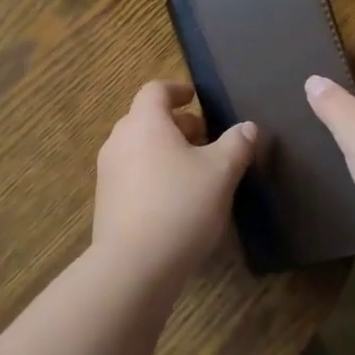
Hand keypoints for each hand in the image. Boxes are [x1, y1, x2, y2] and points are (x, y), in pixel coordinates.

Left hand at [93, 81, 256, 278]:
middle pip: (146, 119)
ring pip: (138, 147)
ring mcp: (108, 172)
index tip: (195, 98)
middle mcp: (119, 140)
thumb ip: (237, 145)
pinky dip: (152, 173)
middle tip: (204, 139)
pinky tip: (175, 199)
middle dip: (176, 124)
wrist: (134, 265)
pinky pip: (132, 174)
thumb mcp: (221, 172)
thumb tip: (248, 127)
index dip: (177, 90)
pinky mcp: (106, 202)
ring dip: (164, 150)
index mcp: (144, 123)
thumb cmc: (180, 205)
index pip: (155, 90)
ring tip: (194, 170)